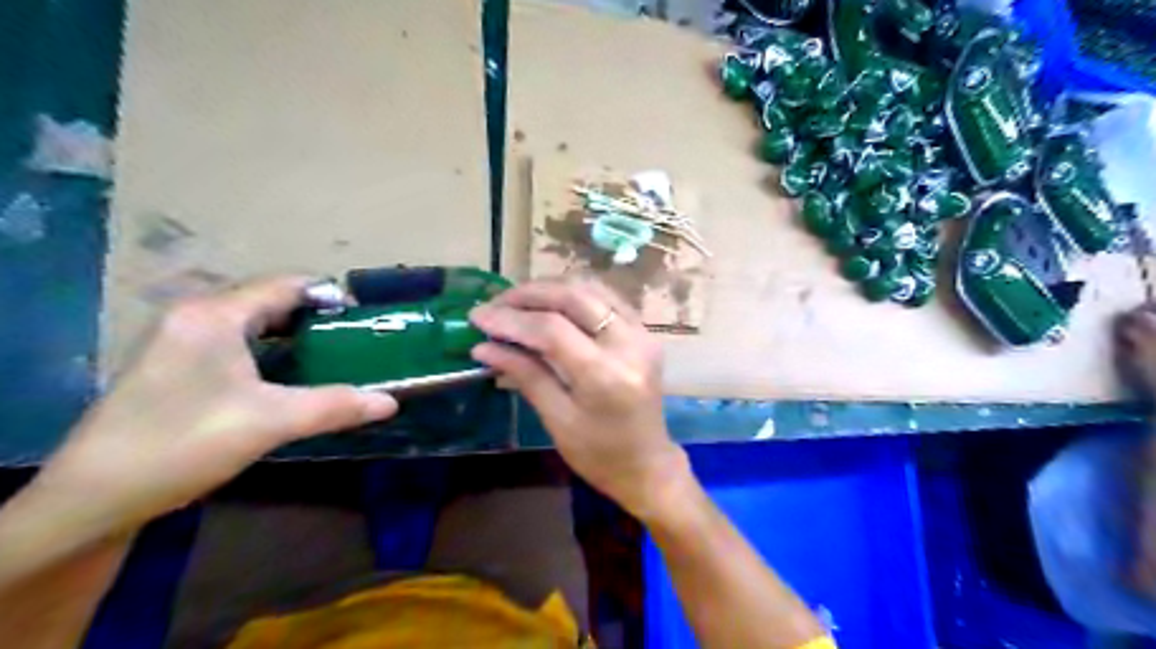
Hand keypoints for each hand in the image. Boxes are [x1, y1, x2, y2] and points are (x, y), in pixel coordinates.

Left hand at [34, 277, 398, 534]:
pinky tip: (290, 375)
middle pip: (270, 300)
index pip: (287, 284)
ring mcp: (180, 338)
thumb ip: (335, 406)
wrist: (94, 497)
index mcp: (214, 315)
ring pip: (253, 322)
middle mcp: (195, 315)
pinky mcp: (175, 363)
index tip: (365, 321)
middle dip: (317, 316)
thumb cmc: (183, 444)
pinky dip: (271, 349)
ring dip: (295, 334)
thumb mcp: (270, 422)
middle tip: (355, 341)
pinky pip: (236, 341)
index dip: (331, 296)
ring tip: (333, 356)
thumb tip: (390, 402)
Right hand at [467, 276, 683, 516]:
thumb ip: (524, 375)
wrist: (647, 464)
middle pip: (574, 297)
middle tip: (496, 303)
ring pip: (592, 289)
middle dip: (529, 294)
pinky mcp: (646, 333)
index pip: (552, 330)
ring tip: (518, 301)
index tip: (478, 316)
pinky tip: (551, 303)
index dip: (511, 319)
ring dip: (551, 288)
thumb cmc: (598, 454)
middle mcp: (629, 345)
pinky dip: (575, 294)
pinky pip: (607, 298)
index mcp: (605, 376)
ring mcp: (643, 334)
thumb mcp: (557, 420)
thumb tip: (483, 347)